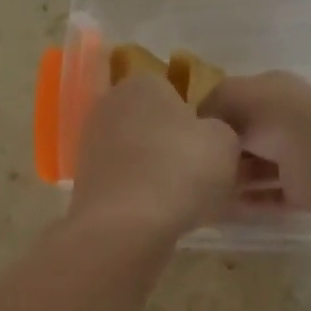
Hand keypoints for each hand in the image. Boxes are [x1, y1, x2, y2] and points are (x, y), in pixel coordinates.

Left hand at [70, 75, 241, 239]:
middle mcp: (109, 106)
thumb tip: (209, 134)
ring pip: (139, 154)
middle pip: (153, 122)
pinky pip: (127, 182)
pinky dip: (143, 194)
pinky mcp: (86, 182)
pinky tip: (163, 214)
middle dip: (175, 143)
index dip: (197, 116)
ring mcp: (91, 145)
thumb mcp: (225, 141)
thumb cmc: (179, 170)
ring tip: (188, 199)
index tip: (212, 143)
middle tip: (203, 171)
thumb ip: (221, 129)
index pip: (174, 90)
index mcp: (141, 83)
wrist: (125, 227)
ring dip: (159, 171)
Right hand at [199, 71, 310, 208]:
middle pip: (252, 135)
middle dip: (228, 150)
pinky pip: (273, 193)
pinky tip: (229, 206)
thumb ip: (212, 104)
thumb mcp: (231, 96)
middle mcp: (290, 118)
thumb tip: (199, 120)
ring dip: (239, 177)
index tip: (193, 132)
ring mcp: (301, 153)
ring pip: (262, 166)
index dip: (217, 114)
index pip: (241, 99)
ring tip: (210, 187)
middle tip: (199, 164)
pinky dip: (253, 199)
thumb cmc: (271, 116)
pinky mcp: (305, 185)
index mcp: (276, 89)